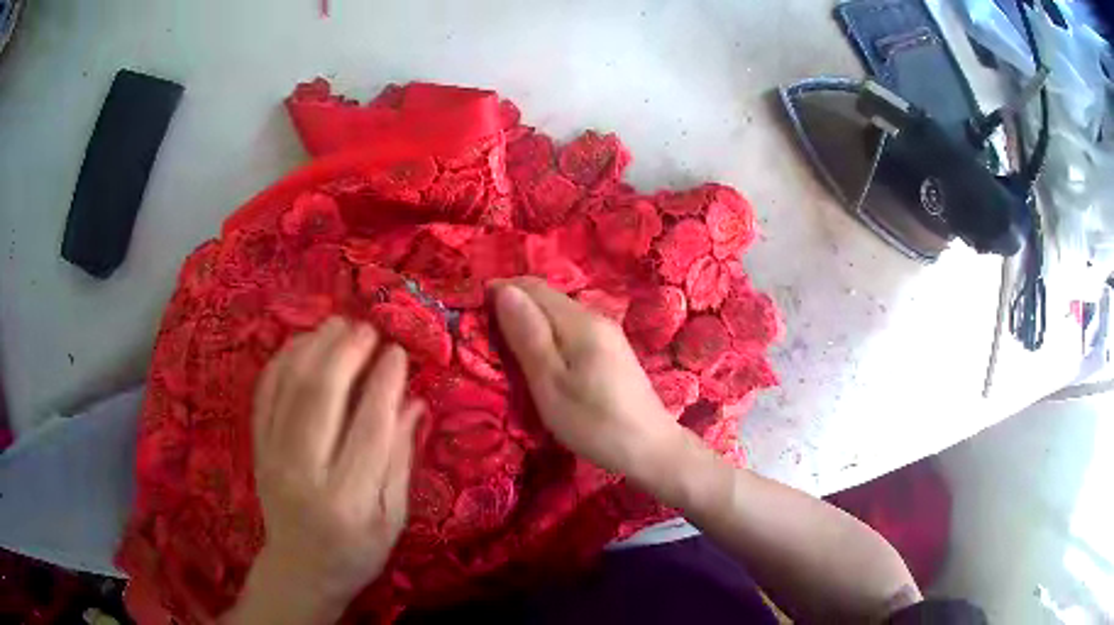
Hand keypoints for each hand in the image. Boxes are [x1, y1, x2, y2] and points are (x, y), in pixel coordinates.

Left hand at [225, 318, 423, 624]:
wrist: (300, 569)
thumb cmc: (356, 553)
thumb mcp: (393, 519)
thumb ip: (401, 461)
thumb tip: (414, 402)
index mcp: (348, 500)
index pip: (368, 428)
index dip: (385, 383)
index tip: (398, 352)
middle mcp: (303, 473)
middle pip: (320, 397)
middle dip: (345, 353)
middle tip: (367, 328)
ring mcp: (272, 457)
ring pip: (289, 387)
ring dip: (314, 347)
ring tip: (339, 324)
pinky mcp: (257, 448)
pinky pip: (264, 392)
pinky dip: (282, 360)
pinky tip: (303, 343)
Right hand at [492, 278, 685, 481]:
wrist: (650, 448)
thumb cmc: (594, 422)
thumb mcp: (550, 383)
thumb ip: (528, 336)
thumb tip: (504, 290)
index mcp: (579, 321)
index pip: (533, 287)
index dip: (501, 290)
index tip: (473, 310)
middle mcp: (595, 317)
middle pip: (548, 296)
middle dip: (514, 304)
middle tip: (485, 332)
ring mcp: (608, 333)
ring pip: (559, 312)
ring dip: (530, 319)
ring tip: (506, 345)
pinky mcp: (612, 350)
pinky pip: (571, 328)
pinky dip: (549, 334)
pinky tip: (540, 356)